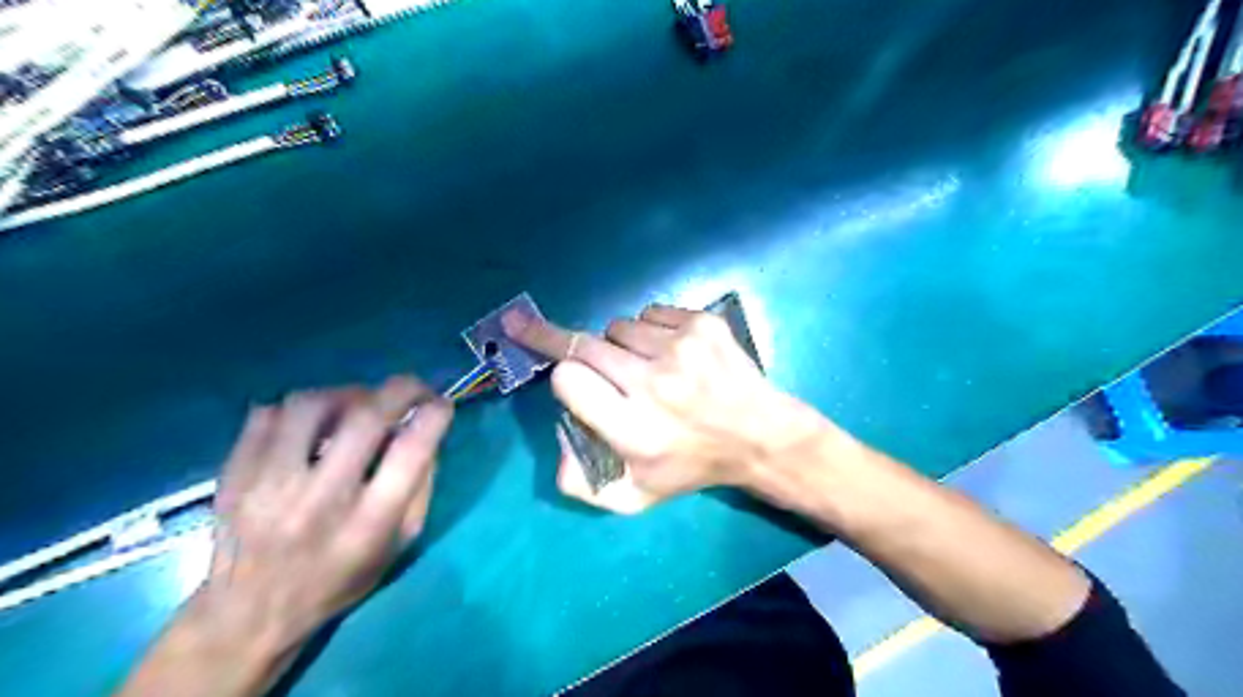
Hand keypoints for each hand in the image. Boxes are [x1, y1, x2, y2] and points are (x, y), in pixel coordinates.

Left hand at [193, 375, 453, 658]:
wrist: (248, 614)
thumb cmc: (339, 579)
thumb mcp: (400, 544)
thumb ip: (420, 486)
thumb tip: (426, 432)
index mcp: (369, 522)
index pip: (412, 450)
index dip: (434, 414)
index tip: (440, 404)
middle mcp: (321, 498)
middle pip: (366, 417)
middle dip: (401, 388)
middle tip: (411, 388)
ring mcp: (269, 484)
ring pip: (311, 404)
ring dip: (346, 394)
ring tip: (355, 406)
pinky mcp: (234, 475)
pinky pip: (267, 414)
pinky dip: (299, 409)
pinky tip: (311, 425)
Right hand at [498, 301, 828, 512]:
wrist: (759, 436)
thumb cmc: (691, 466)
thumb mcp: (632, 497)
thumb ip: (579, 481)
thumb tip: (559, 429)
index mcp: (634, 429)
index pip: (568, 378)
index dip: (565, 378)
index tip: (570, 380)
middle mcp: (655, 384)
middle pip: (585, 344)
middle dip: (576, 349)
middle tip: (585, 357)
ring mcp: (682, 348)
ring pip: (618, 326)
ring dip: (620, 343)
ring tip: (645, 366)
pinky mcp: (703, 325)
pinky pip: (650, 313)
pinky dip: (650, 329)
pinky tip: (671, 353)